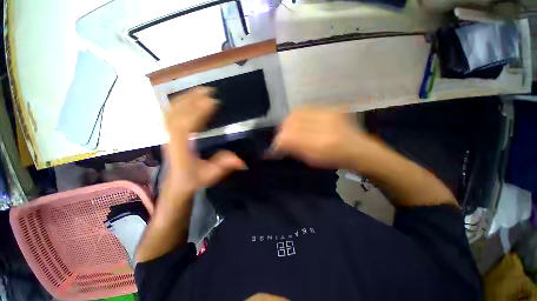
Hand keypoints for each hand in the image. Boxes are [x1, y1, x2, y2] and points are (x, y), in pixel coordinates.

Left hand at [162, 87, 245, 203]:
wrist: (177, 183)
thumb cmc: (194, 179)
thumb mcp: (210, 175)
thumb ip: (224, 166)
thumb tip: (241, 161)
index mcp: (181, 149)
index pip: (186, 126)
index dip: (199, 112)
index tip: (213, 102)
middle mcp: (171, 138)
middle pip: (177, 113)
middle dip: (193, 100)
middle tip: (209, 91)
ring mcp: (167, 134)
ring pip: (172, 111)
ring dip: (186, 98)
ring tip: (200, 90)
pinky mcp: (168, 132)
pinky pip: (170, 113)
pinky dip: (179, 103)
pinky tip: (188, 98)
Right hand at [271, 107, 373, 168]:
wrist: (359, 149)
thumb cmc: (336, 159)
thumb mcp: (314, 159)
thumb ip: (295, 150)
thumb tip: (279, 143)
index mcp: (322, 144)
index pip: (291, 137)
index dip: (279, 142)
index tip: (275, 148)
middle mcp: (326, 125)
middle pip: (292, 121)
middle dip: (282, 130)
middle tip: (281, 138)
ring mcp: (329, 113)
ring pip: (298, 112)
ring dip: (289, 122)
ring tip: (288, 130)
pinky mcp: (331, 108)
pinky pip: (307, 109)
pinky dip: (297, 116)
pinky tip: (298, 123)